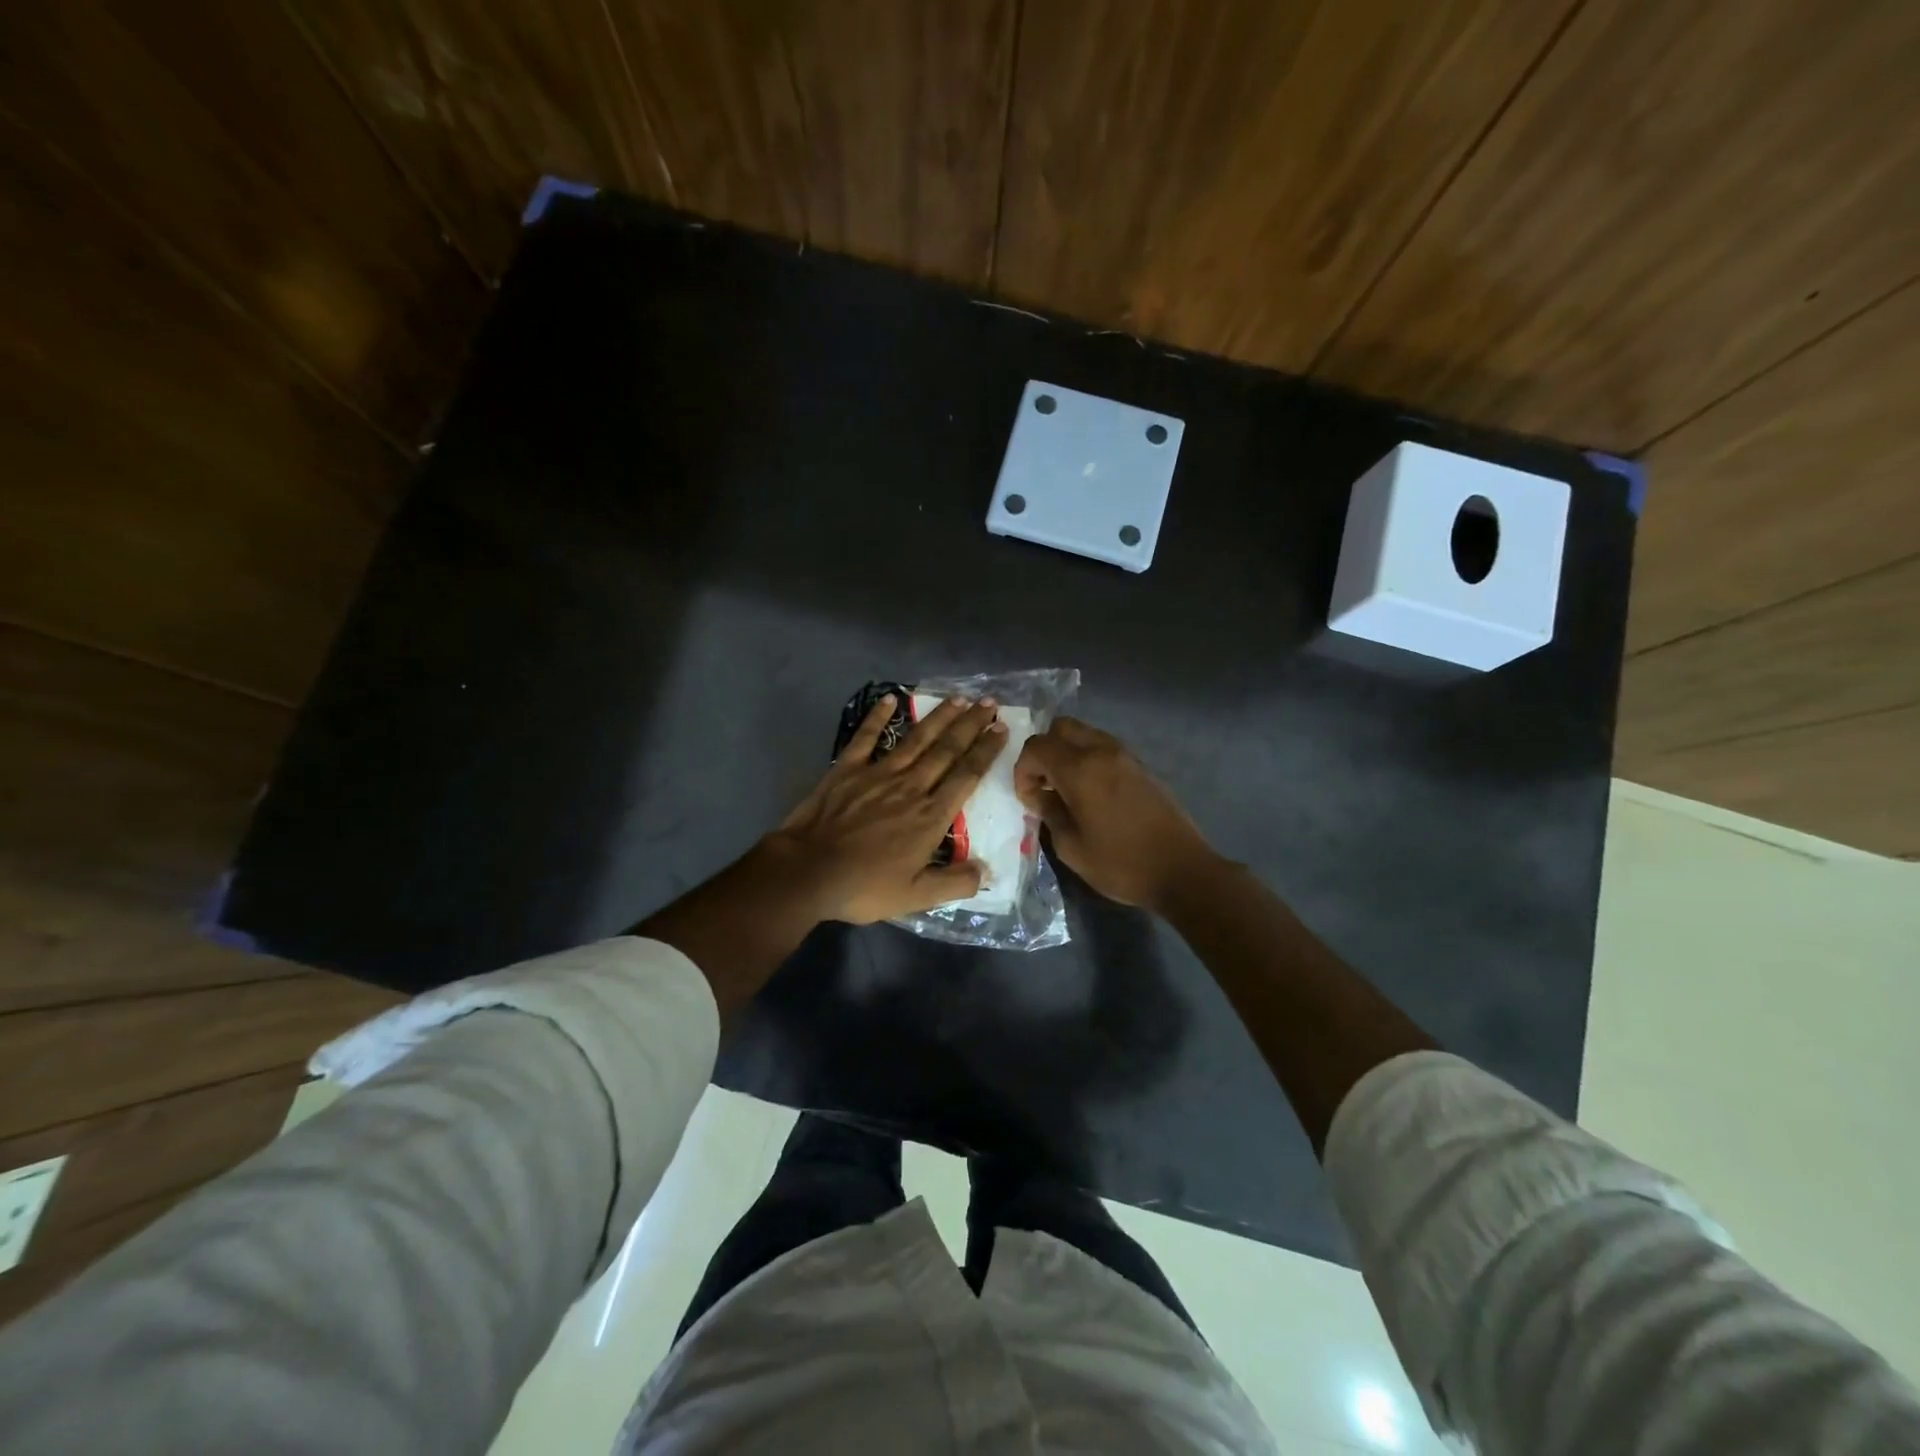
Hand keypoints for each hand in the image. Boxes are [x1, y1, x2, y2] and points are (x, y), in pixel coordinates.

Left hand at [765, 693, 1007, 923]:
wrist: (808, 871)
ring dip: (939, 716)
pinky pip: (866, 737)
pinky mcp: (847, 769)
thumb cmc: (865, 886)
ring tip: (958, 697)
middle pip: (947, 749)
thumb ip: (956, 883)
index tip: (1001, 729)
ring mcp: (878, 773)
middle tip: (989, 702)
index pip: (967, 775)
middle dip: (970, 724)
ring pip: (916, 739)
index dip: (986, 751)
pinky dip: (878, 717)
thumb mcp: (916, 897)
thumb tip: (988, 872)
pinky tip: (890, 698)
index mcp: (931, 816)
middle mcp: (911, 786)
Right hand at [1014, 716, 1219, 909]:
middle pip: (1061, 727)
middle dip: (1044, 752)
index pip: (1037, 747)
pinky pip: (1104, 747)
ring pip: (1084, 734)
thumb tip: (1040, 796)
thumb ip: (1049, 813)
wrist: (1182, 870)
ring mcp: (1126, 755)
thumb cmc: (1121, 864)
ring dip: (1067, 753)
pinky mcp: (1141, 766)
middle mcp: (1102, 751)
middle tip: (1044, 785)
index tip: (1028, 798)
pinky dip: (1088, 759)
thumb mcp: (1071, 847)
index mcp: (1080, 770)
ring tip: (1066, 790)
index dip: (1023, 770)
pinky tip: (1091, 793)